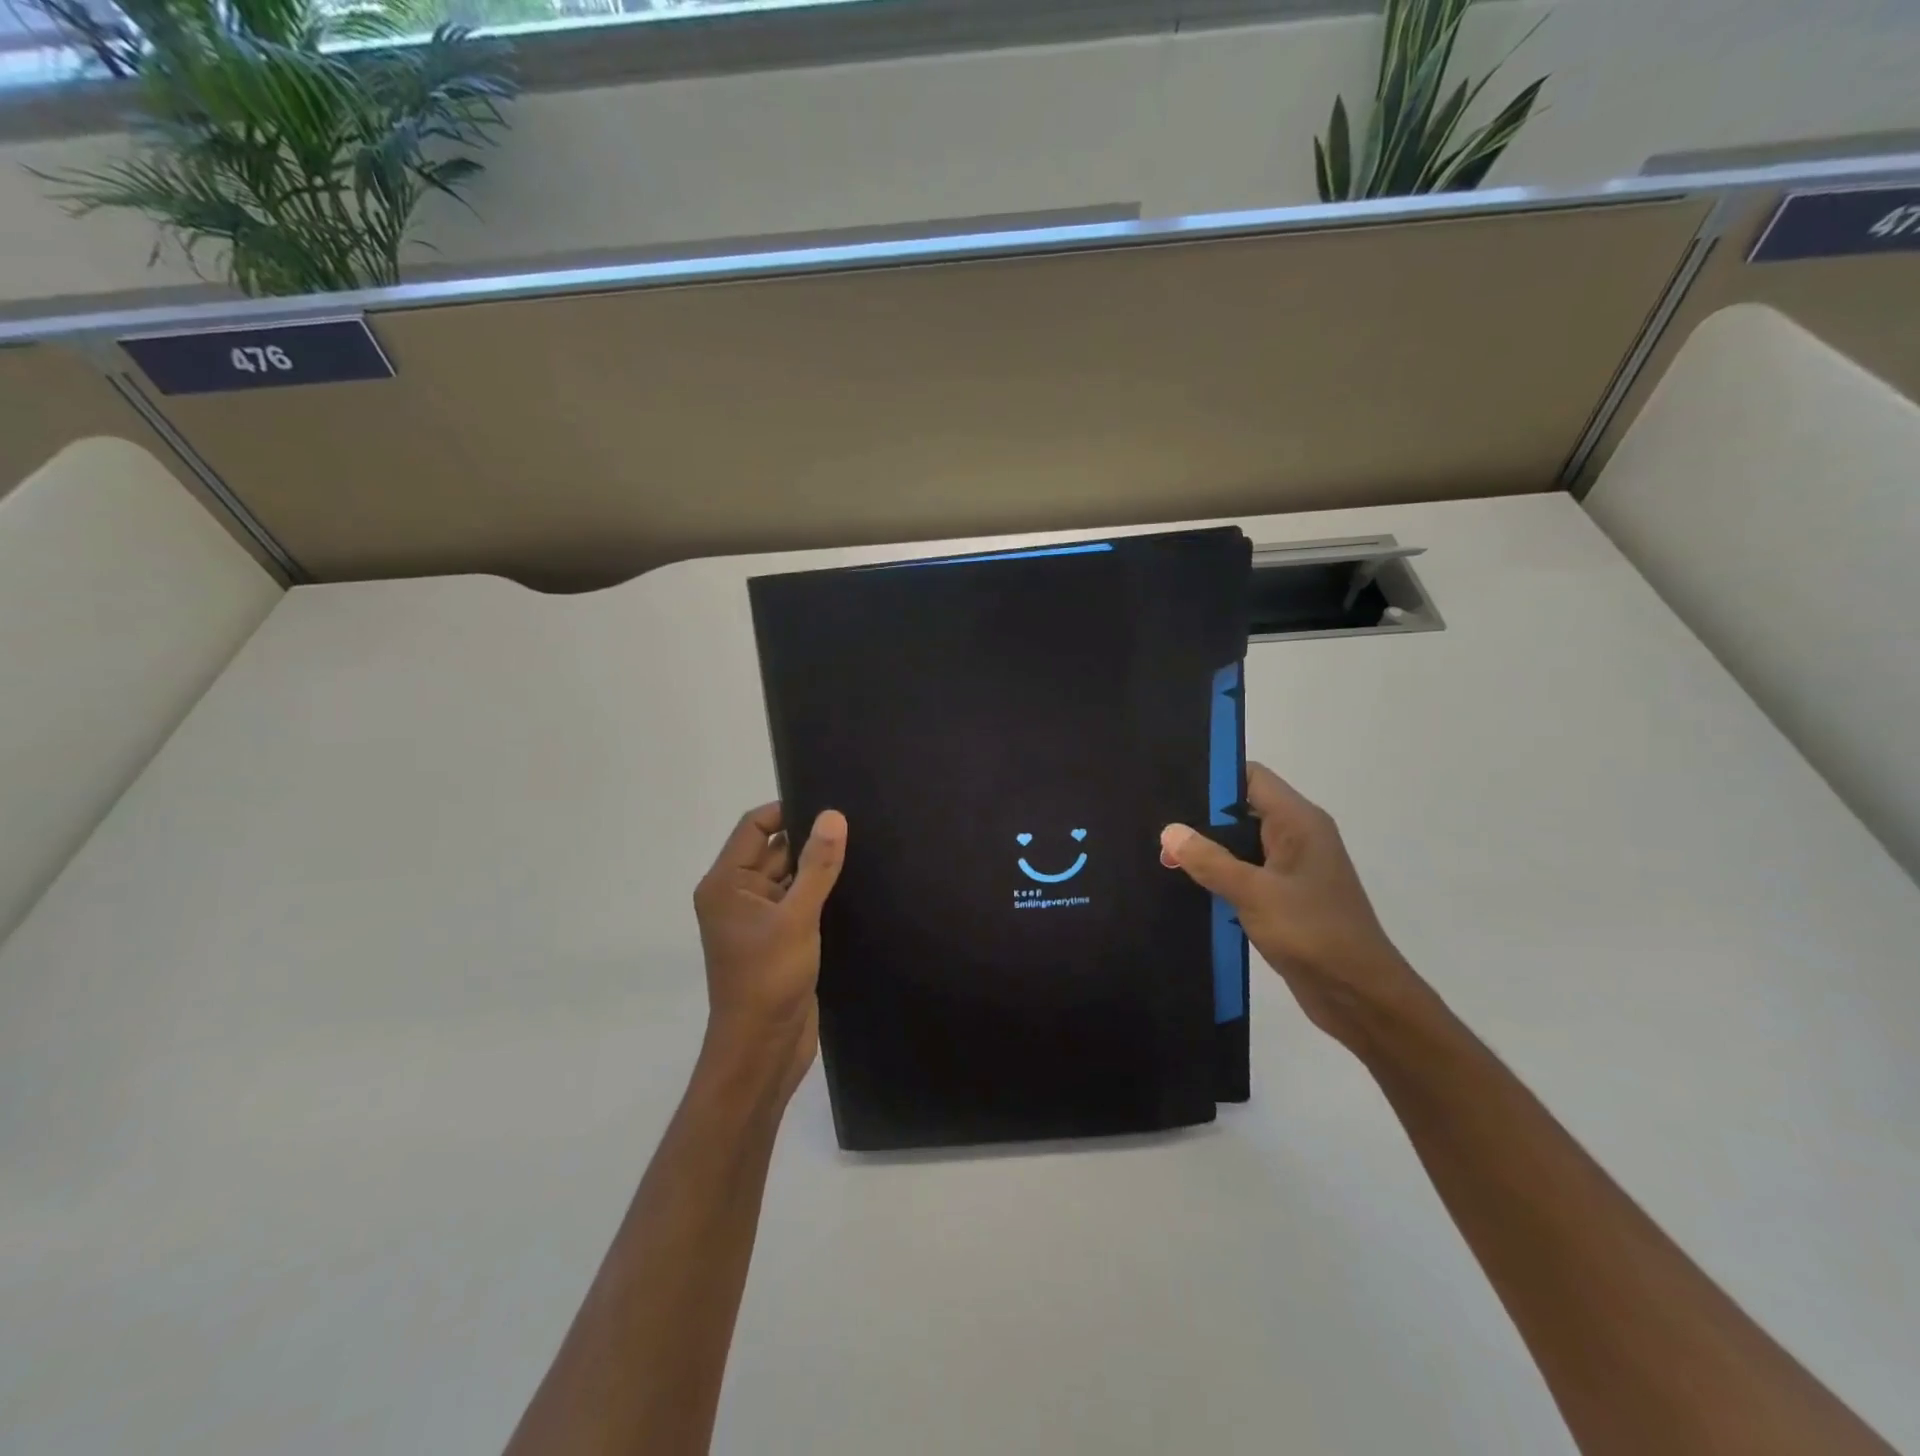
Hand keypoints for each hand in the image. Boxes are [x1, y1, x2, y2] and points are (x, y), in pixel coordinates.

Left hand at [693, 803, 847, 1103]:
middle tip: (858, 823)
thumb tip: (833, 815)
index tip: (830, 803)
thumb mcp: (796, 917)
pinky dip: (823, 893)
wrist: (763, 1050)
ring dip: (820, 867)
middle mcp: (738, 895)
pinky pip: (802, 902)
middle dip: (811, 838)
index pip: (755, 827)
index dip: (788, 810)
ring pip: (793, 877)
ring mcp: (760, 919)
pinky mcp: (782, 939)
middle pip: (776, 850)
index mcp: (726, 883)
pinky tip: (857, 884)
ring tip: (865, 847)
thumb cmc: (769, 980)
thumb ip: (817, 865)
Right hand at [1160, 763, 1429, 1052]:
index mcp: (1298, 822)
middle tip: (1153, 824)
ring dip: (1207, 850)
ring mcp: (1292, 869)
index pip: (1250, 777)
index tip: (1168, 784)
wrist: (1361, 998)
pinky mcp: (1284, 898)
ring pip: (1240, 844)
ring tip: (1161, 854)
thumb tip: (1170, 831)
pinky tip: (1187, 885)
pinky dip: (1219, 876)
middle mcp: (1297, 837)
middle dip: (1200, 816)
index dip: (1212, 775)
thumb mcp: (1255, 893)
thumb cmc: (1314, 934)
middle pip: (1241, 808)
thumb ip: (1210, 860)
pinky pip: (1245, 874)